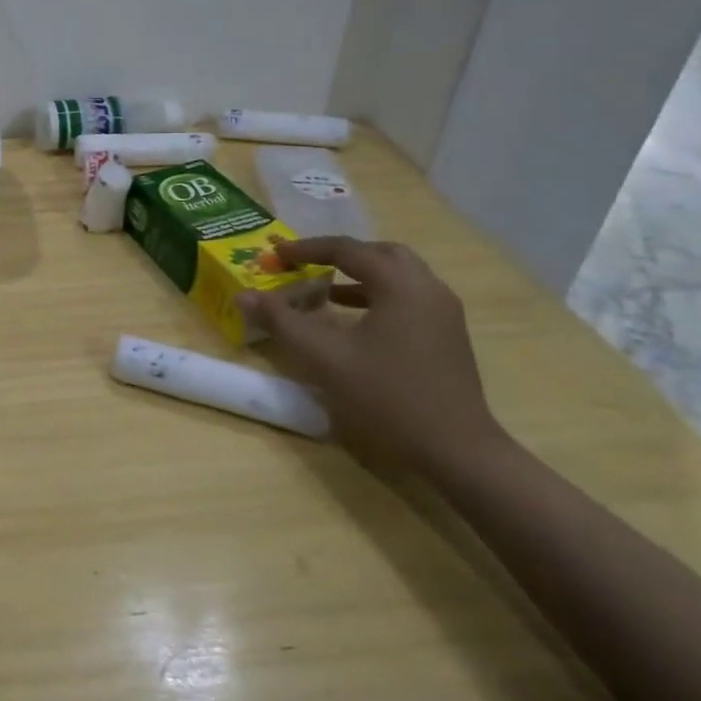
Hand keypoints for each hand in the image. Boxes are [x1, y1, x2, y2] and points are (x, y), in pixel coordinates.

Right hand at [235, 236, 506, 473]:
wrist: (457, 451)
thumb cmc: (388, 396)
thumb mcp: (324, 358)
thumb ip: (282, 321)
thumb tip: (243, 296)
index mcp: (401, 285)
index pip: (348, 250)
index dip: (307, 249)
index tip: (276, 254)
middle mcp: (428, 288)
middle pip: (380, 253)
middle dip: (340, 255)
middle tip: (307, 265)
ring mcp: (443, 312)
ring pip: (398, 275)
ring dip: (360, 275)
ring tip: (325, 290)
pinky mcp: (448, 335)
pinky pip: (407, 296)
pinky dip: (376, 295)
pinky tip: (353, 320)